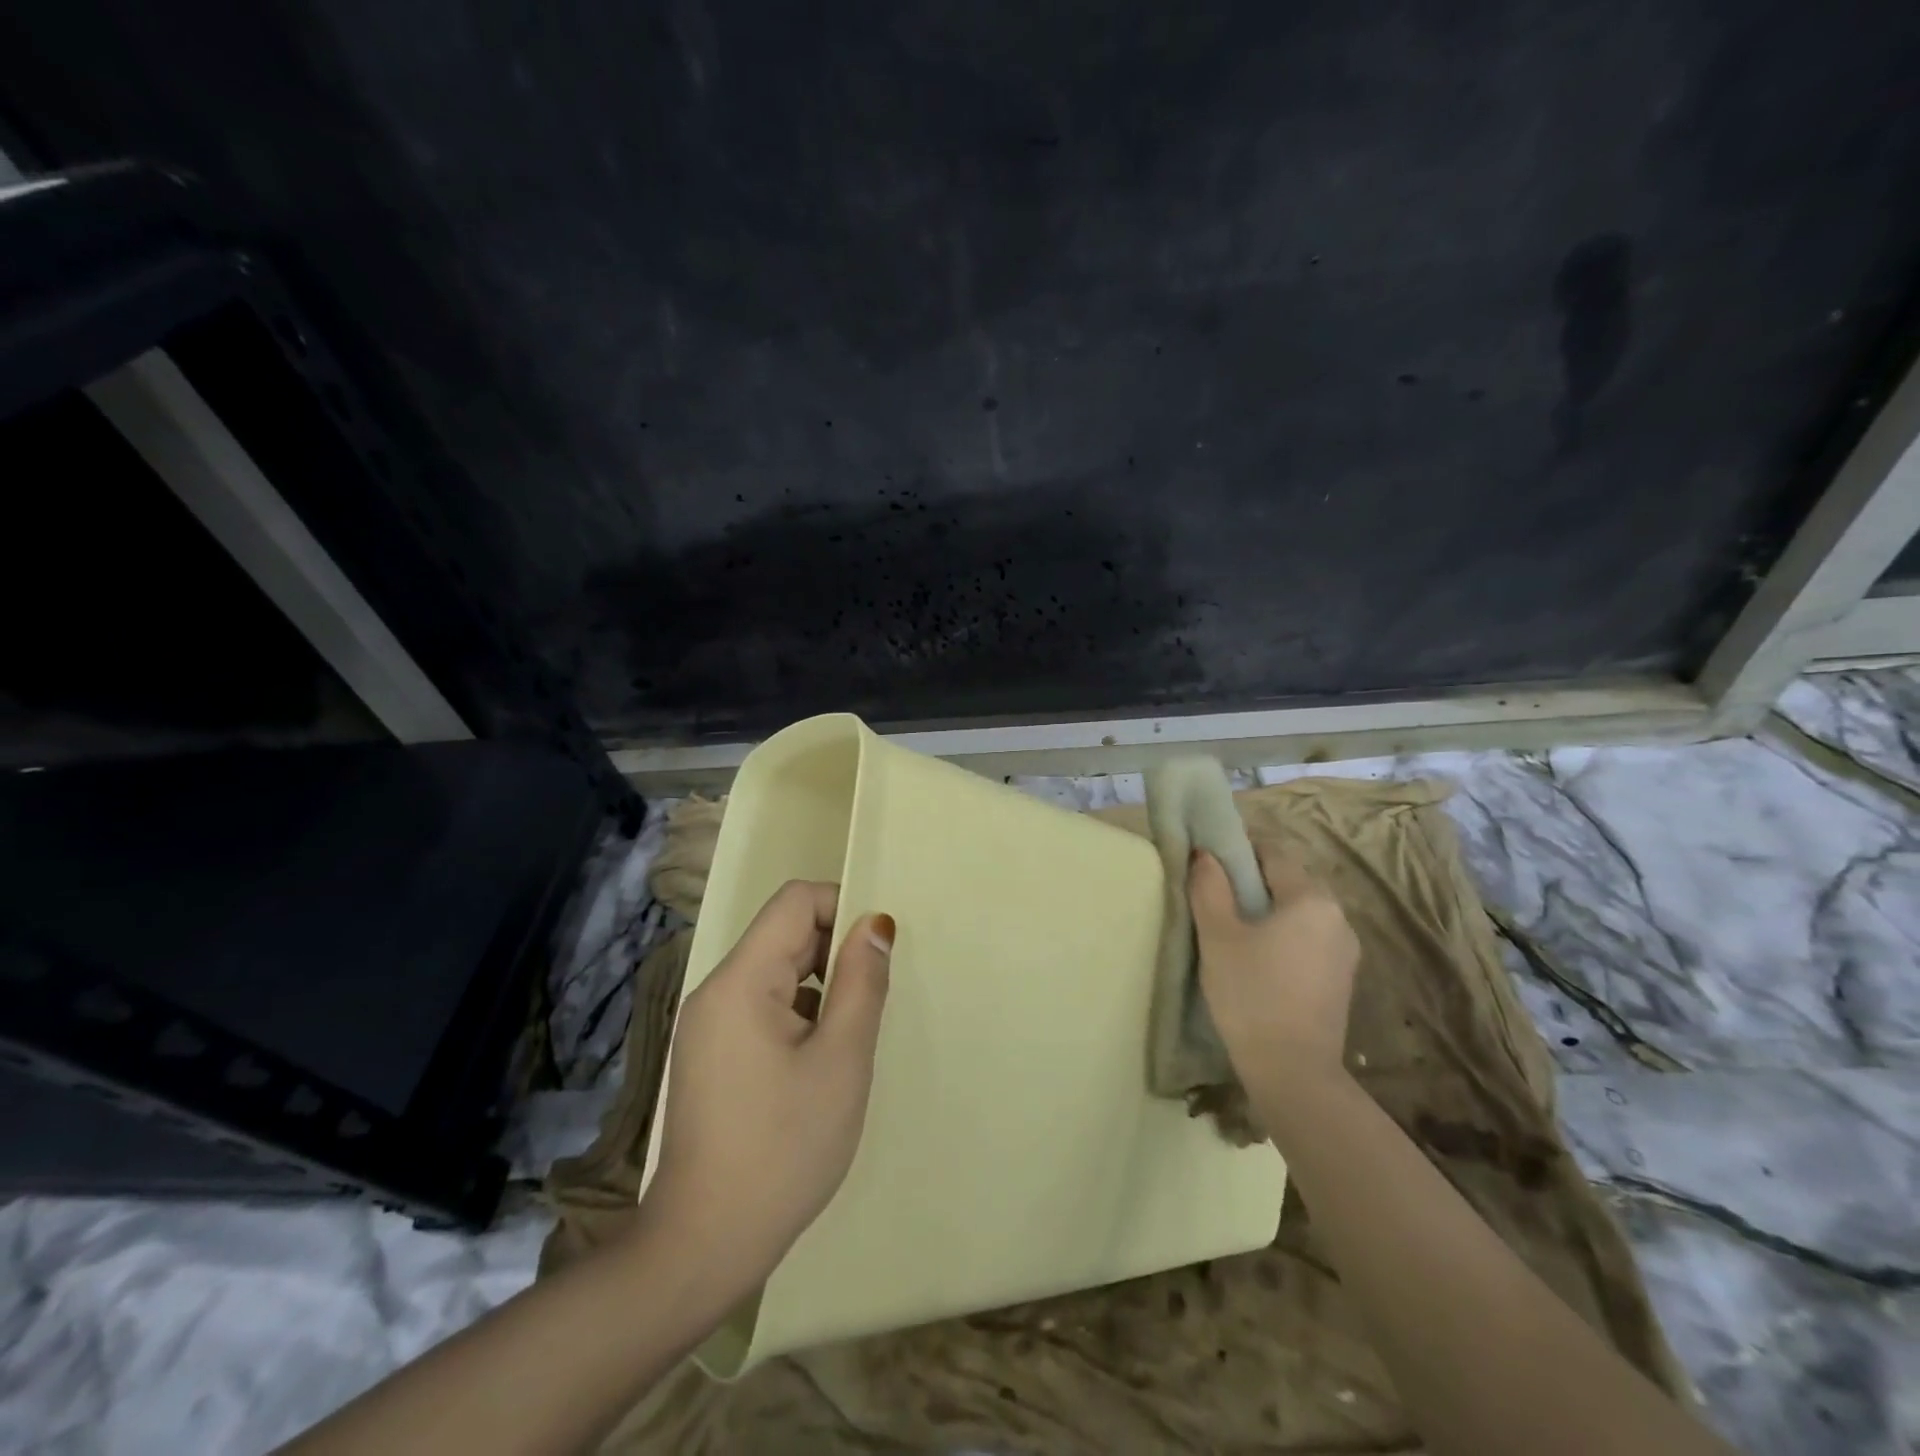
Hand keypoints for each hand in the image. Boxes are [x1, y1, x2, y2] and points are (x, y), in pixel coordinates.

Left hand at [645, 881, 892, 1283]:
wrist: (705, 1246)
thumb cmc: (784, 1148)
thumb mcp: (841, 1060)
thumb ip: (861, 981)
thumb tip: (876, 922)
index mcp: (741, 981)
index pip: (795, 902)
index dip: (842, 906)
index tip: (877, 950)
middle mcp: (716, 990)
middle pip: (784, 934)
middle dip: (835, 950)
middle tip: (872, 999)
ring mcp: (708, 1024)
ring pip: (776, 971)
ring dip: (820, 985)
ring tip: (849, 1036)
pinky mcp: (710, 1054)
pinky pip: (762, 1005)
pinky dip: (799, 1013)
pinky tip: (819, 1062)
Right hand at [1190, 845, 1358, 1096]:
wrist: (1293, 1072)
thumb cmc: (1251, 994)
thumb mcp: (1218, 936)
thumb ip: (1209, 888)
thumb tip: (1206, 855)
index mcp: (1311, 898)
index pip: (1273, 852)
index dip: (1238, 850)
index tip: (1209, 861)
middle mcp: (1338, 916)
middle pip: (1289, 881)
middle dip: (1253, 882)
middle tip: (1214, 897)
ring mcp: (1345, 950)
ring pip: (1299, 912)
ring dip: (1268, 911)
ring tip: (1232, 930)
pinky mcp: (1341, 979)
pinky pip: (1308, 939)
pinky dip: (1283, 937)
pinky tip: (1258, 959)